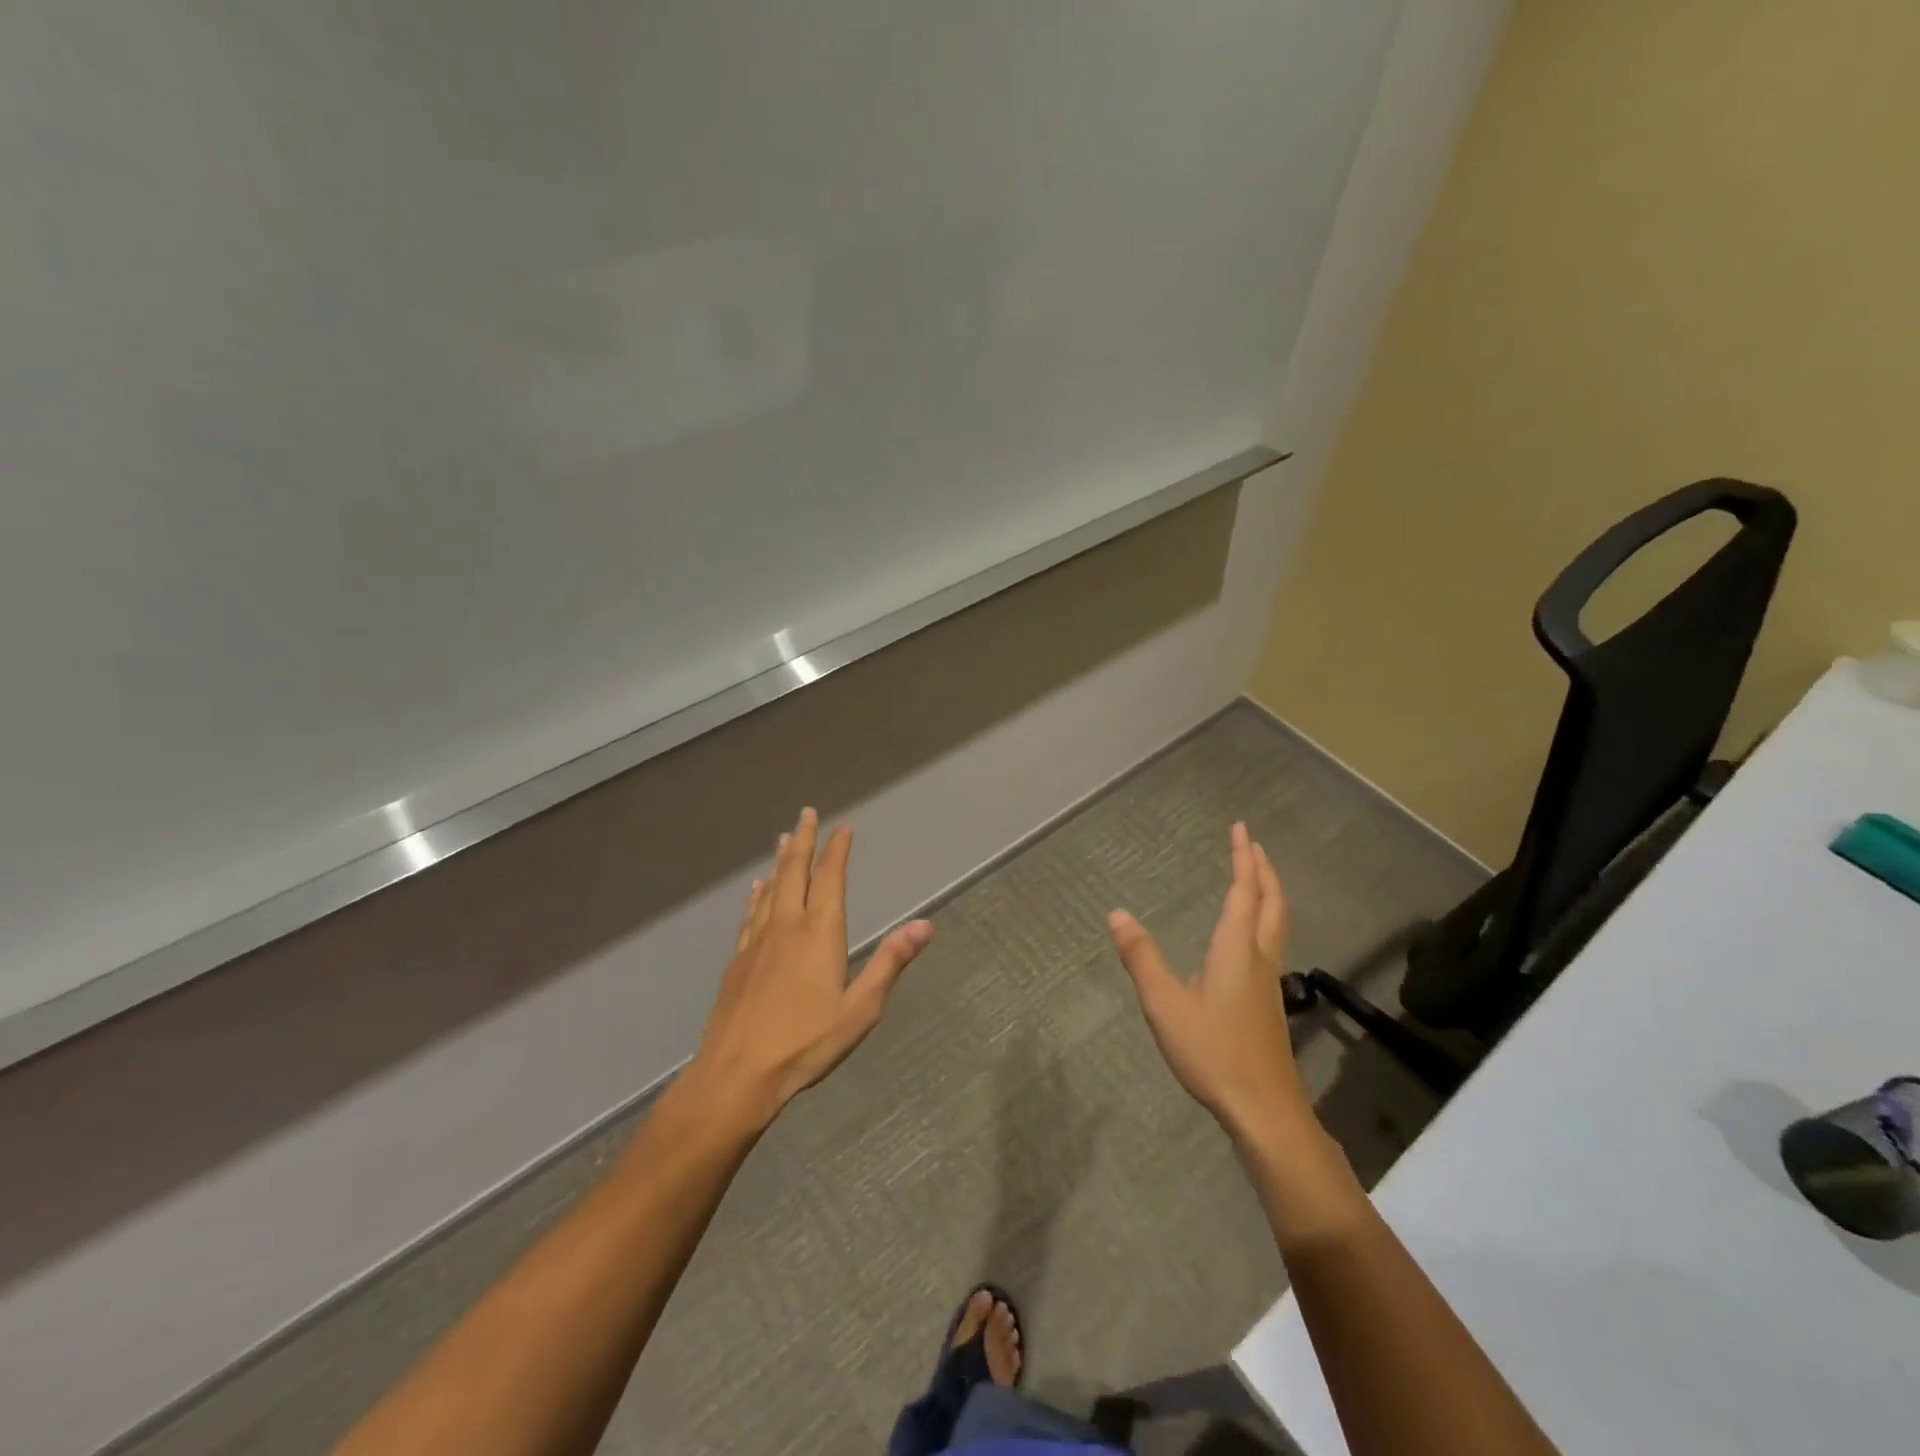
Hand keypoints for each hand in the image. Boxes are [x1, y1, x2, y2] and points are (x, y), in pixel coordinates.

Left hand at [687, 807, 931, 1129]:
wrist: (736, 1074)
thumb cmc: (805, 1043)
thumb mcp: (861, 1009)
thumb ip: (890, 963)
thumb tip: (924, 924)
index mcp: (819, 933)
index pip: (830, 878)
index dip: (837, 850)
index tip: (842, 827)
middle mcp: (786, 925)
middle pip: (794, 871)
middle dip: (803, 840)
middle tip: (806, 814)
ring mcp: (757, 941)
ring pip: (770, 888)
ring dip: (780, 860)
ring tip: (783, 839)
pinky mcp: (738, 959)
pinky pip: (751, 912)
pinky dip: (758, 894)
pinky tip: (756, 889)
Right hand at [1107, 822, 1315, 1145]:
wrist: (1264, 1109)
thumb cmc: (1213, 1051)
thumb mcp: (1165, 1003)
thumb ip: (1141, 957)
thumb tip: (1117, 913)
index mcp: (1237, 949)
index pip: (1244, 891)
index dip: (1242, 858)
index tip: (1240, 828)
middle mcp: (1259, 957)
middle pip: (1271, 903)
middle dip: (1263, 870)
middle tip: (1251, 845)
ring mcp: (1268, 982)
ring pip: (1276, 924)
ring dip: (1268, 894)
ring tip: (1254, 880)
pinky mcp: (1268, 1003)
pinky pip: (1269, 943)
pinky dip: (1263, 920)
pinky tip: (1247, 938)